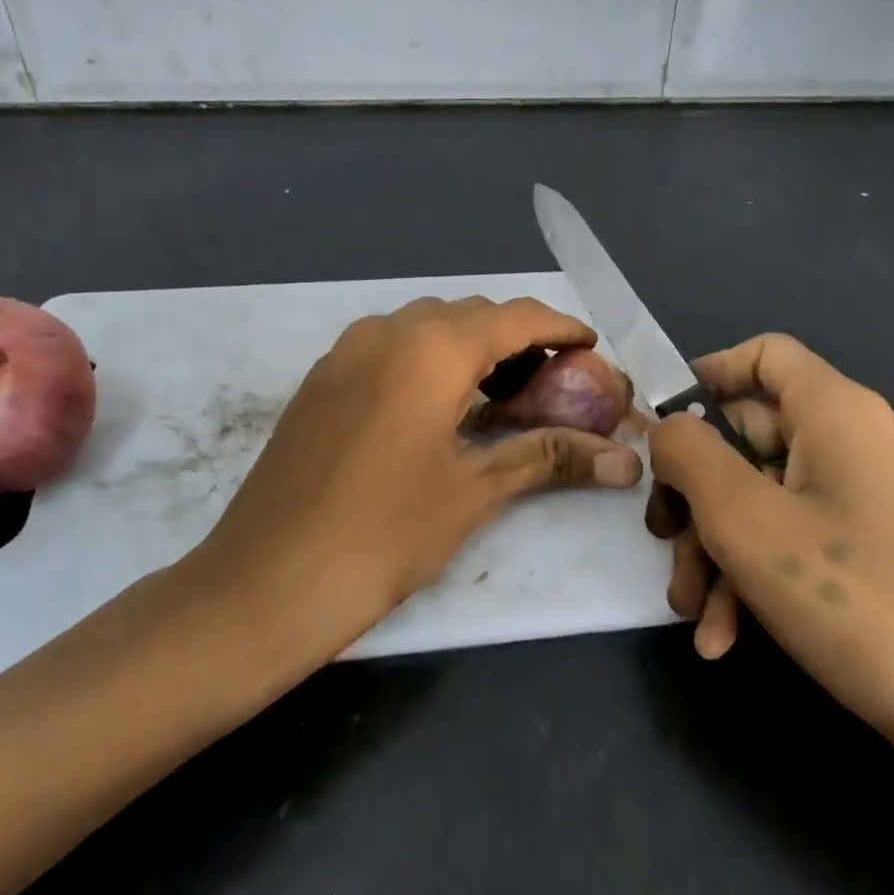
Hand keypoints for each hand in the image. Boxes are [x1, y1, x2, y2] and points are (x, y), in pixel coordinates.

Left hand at [202, 296, 643, 641]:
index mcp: (431, 349)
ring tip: (500, 395)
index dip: (561, 329)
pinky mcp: (321, 378)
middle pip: (471, 314)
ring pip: (426, 326)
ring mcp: (345, 351)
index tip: (592, 349)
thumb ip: (549, 457)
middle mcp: (386, 331)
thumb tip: (626, 462)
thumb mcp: (473, 491)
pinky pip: (389, 345)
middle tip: (550, 384)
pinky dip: (428, 359)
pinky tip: (439, 407)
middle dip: (518, 339)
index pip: (516, 317)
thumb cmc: (383, 534)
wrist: (267, 580)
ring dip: (470, 347)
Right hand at [648, 333, 893, 772]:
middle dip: (699, 498)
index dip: (705, 379)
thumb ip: (690, 456)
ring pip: (774, 500)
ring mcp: (885, 502)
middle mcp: (868, 443)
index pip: (764, 355)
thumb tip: (669, 429)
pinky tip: (730, 638)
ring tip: (696, 615)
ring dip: (722, 551)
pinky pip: (809, 542)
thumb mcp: (746, 522)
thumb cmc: (860, 604)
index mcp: (842, 413)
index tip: (660, 431)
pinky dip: (763, 577)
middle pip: (756, 440)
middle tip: (667, 548)